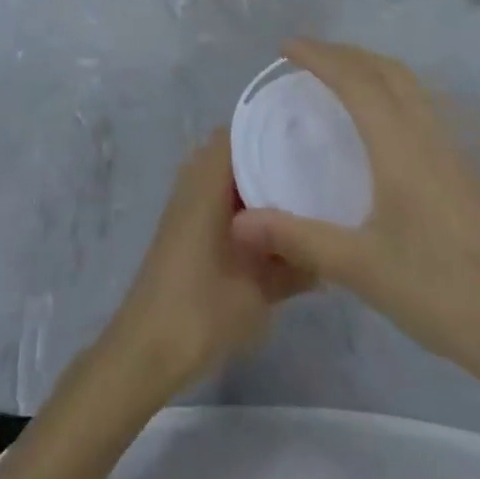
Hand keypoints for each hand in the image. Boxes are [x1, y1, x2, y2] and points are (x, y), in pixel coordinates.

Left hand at [103, 129, 310, 403]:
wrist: (147, 348)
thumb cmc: (203, 310)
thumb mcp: (260, 288)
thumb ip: (297, 263)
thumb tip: (331, 248)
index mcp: (208, 181)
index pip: (241, 132)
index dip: (275, 130)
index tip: (312, 139)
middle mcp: (193, 182)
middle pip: (236, 153)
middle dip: (272, 160)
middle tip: (317, 171)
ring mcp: (186, 206)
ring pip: (227, 179)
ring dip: (258, 187)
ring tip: (305, 199)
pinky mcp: (184, 230)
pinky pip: (218, 200)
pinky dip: (244, 207)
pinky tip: (277, 232)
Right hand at [230, 39, 479, 390]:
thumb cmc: (441, 291)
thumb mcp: (360, 267)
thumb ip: (297, 238)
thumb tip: (238, 221)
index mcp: (400, 146)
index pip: (356, 81)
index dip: (320, 57)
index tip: (286, 47)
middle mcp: (429, 137)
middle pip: (388, 71)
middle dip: (346, 54)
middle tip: (307, 58)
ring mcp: (454, 154)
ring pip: (411, 88)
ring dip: (372, 70)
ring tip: (340, 80)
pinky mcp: (466, 176)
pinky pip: (423, 110)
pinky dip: (393, 94)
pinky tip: (383, 128)